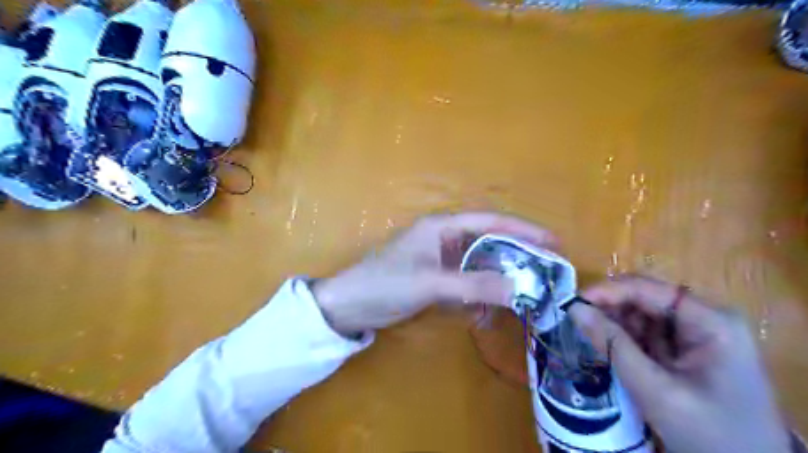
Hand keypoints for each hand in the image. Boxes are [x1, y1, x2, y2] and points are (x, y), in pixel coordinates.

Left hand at [310, 210, 556, 331]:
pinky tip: (487, 309)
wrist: (349, 305)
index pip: (490, 220)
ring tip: (523, 292)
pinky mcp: (435, 277)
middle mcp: (444, 237)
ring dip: (498, 277)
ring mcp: (440, 258)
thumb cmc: (386, 284)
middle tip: (545, 270)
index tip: (553, 241)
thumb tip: (517, 289)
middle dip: (515, 255)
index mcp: (442, 226)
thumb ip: (473, 286)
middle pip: (488, 241)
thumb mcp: (430, 284)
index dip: (523, 229)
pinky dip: (478, 293)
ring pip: (479, 263)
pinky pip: (466, 281)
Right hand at [566, 274, 789, 452]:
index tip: (573, 303)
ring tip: (592, 337)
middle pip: (645, 298)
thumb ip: (613, 345)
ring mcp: (697, 334)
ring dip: (615, 323)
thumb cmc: (709, 434)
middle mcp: (705, 319)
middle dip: (610, 308)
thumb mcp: (655, 389)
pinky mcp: (686, 350)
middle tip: (577, 321)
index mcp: (710, 321)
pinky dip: (625, 338)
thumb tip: (574, 309)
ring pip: (642, 314)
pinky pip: (647, 333)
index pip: (649, 289)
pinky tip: (610, 347)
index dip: (608, 291)